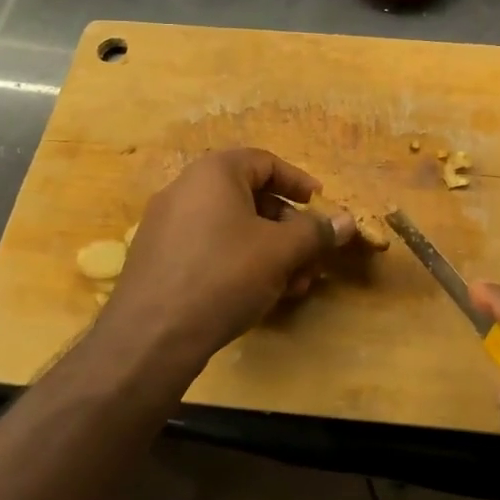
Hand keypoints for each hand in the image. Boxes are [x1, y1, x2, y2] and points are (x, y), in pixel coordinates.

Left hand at [104, 149, 355, 366]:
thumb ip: (317, 232)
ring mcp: (167, 225)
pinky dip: (241, 263)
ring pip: (233, 229)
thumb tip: (348, 222)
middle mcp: (185, 190)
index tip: (322, 206)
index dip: (299, 183)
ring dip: (270, 251)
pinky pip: (210, 248)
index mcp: (213, 173)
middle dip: (289, 229)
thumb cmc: (224, 276)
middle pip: (251, 198)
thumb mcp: (281, 251)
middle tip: (312, 257)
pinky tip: (261, 296)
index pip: (266, 162)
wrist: (151, 337)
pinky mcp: (159, 259)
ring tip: (294, 285)